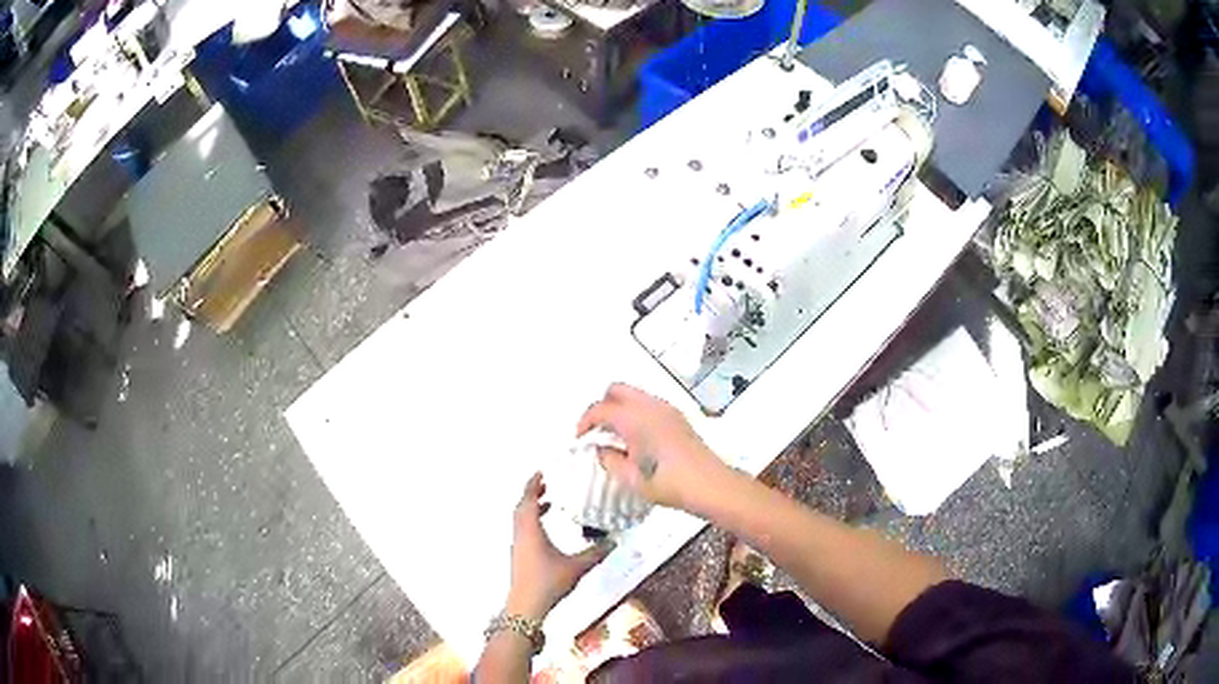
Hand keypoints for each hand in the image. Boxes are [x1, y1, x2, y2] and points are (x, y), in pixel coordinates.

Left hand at [506, 473, 612, 620]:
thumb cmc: (548, 583)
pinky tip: (546, 532)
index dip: (533, 484)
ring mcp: (518, 546)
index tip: (541, 473)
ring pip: (520, 519)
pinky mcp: (519, 557)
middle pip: (521, 507)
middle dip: (532, 493)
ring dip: (531, 508)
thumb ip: (596, 553)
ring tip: (548, 504)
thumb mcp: (577, 567)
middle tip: (546, 485)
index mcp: (530, 530)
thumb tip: (613, 541)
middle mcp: (520, 535)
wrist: (526, 607)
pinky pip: (522, 530)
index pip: (528, 499)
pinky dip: (532, 522)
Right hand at [577, 383, 729, 512]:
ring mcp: (666, 409)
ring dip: (620, 408)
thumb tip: (601, 449)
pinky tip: (637, 438)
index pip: (600, 408)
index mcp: (633, 418)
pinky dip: (635, 412)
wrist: (709, 484)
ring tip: (615, 436)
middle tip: (596, 431)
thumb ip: (609, 459)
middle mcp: (649, 406)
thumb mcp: (630, 478)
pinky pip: (648, 404)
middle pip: (616, 390)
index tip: (580, 438)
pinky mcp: (677, 417)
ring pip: (634, 395)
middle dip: (601, 406)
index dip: (585, 421)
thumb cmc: (667, 483)